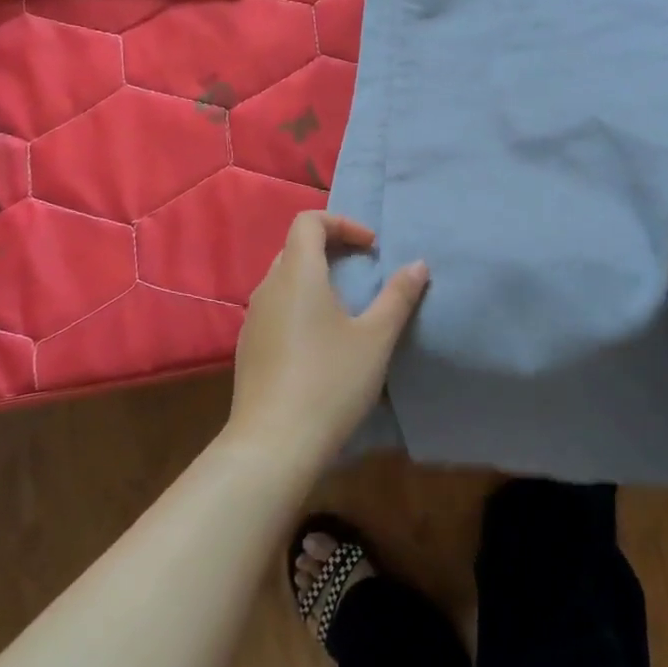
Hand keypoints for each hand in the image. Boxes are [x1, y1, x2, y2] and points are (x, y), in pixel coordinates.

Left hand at [225, 212, 427, 470]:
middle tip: (364, 271)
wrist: (273, 445)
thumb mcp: (375, 339)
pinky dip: (300, 306)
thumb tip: (418, 264)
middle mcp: (268, 287)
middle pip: (296, 248)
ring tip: (347, 307)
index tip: (372, 248)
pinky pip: (276, 308)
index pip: (309, 221)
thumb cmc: (330, 382)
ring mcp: (253, 319)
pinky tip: (320, 343)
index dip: (342, 223)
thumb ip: (398, 296)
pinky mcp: (248, 347)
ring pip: (285, 279)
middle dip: (332, 249)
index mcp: (297, 273)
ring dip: (316, 279)